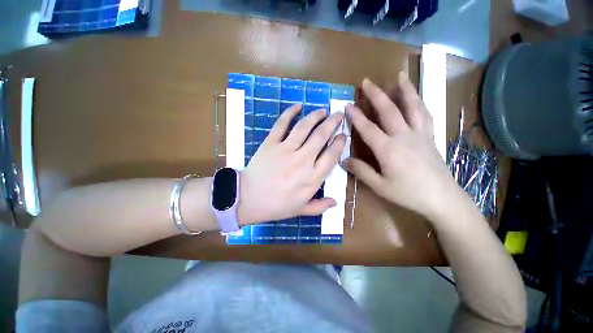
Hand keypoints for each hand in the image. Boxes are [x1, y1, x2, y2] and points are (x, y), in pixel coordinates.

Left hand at [238, 105, 345, 223]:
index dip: (339, 143)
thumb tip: (335, 202)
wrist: (247, 199)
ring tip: (323, 110)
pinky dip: (289, 113)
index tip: (343, 135)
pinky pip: (281, 124)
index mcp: (312, 178)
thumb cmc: (276, 206)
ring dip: (315, 116)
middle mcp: (302, 161)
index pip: (331, 156)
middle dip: (333, 123)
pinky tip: (298, 106)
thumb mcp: (300, 210)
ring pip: (304, 127)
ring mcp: (285, 150)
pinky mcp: (271, 143)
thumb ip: (319, 206)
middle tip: (338, 115)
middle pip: (321, 136)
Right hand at [342, 73, 455, 218]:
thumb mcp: (379, 186)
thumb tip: (343, 160)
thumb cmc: (408, 193)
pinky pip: (425, 115)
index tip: (347, 105)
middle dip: (376, 94)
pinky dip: (419, 103)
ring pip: (412, 106)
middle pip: (389, 110)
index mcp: (388, 149)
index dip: (356, 116)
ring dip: (405, 90)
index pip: (367, 128)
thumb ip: (361, 171)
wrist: (441, 198)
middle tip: (367, 81)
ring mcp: (420, 134)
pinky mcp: (430, 137)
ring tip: (399, 76)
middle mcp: (404, 136)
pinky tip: (416, 98)